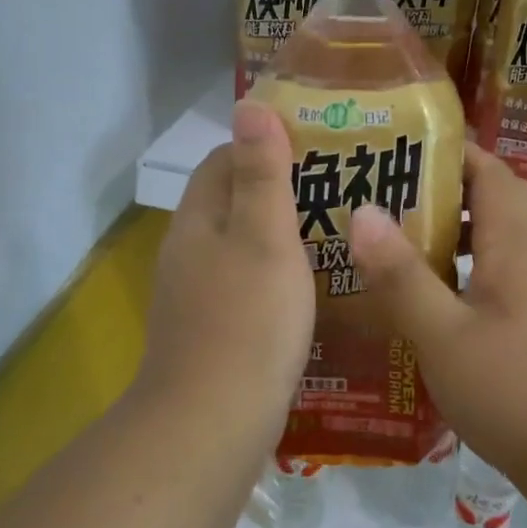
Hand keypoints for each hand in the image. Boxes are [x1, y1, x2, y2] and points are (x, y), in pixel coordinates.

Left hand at [139, 101, 313, 414]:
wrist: (212, 423)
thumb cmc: (247, 319)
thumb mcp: (263, 235)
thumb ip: (260, 172)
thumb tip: (249, 104)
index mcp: (197, 222)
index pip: (222, 162)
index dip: (263, 146)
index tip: (314, 146)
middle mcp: (189, 254)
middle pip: (231, 204)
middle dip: (278, 191)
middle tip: (338, 190)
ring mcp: (196, 297)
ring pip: (240, 248)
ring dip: (280, 237)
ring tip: (335, 235)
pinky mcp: (212, 334)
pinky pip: (245, 288)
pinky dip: (276, 278)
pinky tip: (311, 292)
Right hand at [346, 144, 526, 479]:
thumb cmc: (515, 390)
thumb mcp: (442, 334)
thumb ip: (401, 274)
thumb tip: (363, 211)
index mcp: (516, 240)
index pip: (486, 168)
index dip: (444, 150)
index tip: (392, 148)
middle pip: (493, 196)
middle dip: (442, 187)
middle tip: (384, 193)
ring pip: (498, 235)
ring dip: (454, 228)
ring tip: (397, 240)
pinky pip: (502, 270)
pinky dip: (467, 266)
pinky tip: (431, 296)